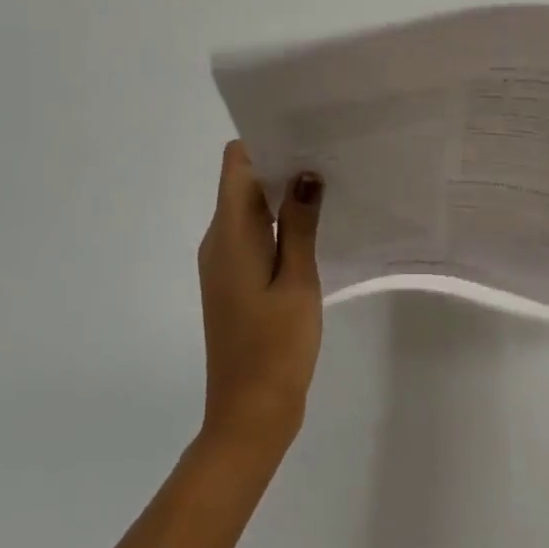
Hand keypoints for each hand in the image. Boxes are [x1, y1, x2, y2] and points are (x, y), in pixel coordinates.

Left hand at [196, 141, 323, 462]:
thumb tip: (305, 172)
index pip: (237, 163)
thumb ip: (300, 223)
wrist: (249, 415)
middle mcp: (218, 240)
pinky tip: (314, 226)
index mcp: (230, 233)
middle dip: (281, 163)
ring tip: (329, 182)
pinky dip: (279, 222)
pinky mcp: (234, 280)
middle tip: (330, 153)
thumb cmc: (276, 346)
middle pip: (242, 181)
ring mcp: (223, 262)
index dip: (266, 141)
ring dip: (282, 193)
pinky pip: (253, 233)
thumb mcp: (297, 280)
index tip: (306, 132)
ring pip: (249, 207)